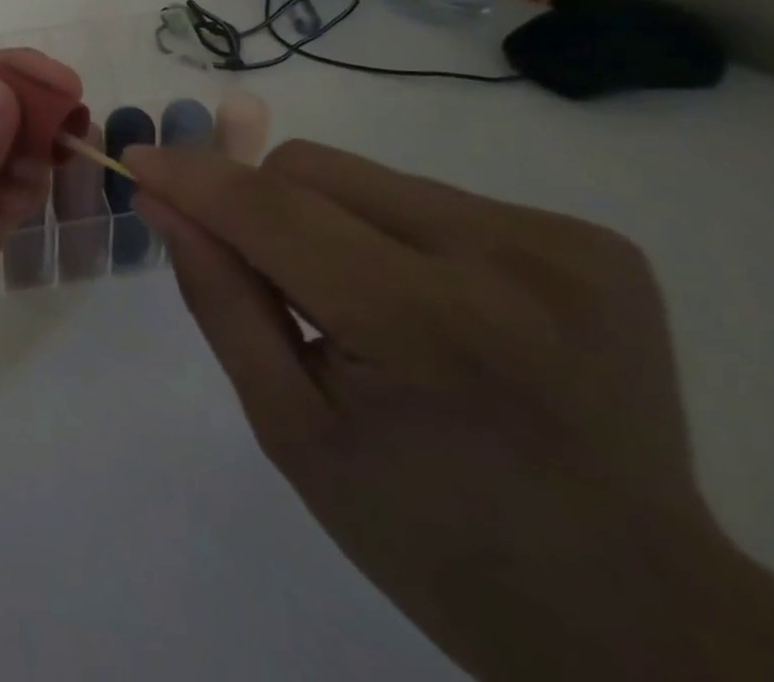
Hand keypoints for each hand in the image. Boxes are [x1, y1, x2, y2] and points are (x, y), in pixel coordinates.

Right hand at [128, 139, 773, 681]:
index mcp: (427, 327)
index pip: (270, 209)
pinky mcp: (595, 240)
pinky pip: (428, 196)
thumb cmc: (431, 536)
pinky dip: (393, 234)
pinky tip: (432, 307)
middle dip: (264, 209)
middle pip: (313, 170)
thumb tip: (163, 200)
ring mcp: (563, 243)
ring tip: (363, 306)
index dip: (193, 176)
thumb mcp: (290, 428)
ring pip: (366, 176)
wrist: (636, 612)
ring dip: (329, 220)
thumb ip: (219, 298)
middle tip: (277, 286)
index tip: (138, 161)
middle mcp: (506, 260)